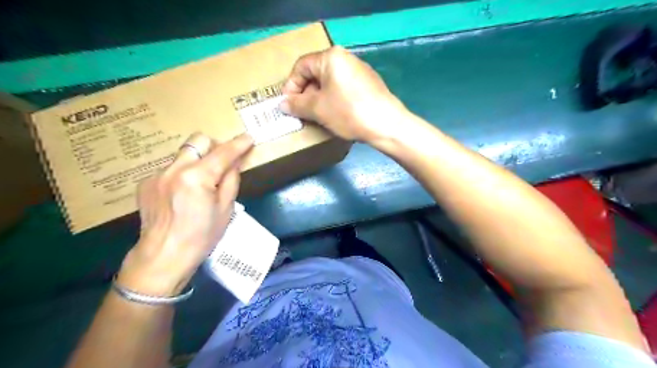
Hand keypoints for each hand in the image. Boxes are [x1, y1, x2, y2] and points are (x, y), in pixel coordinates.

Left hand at [115, 133, 252, 295]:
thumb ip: (231, 180)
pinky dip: (182, 174)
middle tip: (222, 162)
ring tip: (201, 183)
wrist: (163, 256)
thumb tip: (234, 162)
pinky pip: (170, 169)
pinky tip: (182, 194)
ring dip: (197, 161)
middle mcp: (174, 169)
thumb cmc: (201, 236)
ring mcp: (156, 175)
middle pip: (197, 141)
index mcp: (197, 177)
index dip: (238, 144)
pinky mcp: (145, 183)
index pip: (223, 153)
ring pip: (183, 154)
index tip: (248, 137)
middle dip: (213, 147)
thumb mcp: (226, 209)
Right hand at [279, 45, 408, 142]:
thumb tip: (282, 104)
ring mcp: (360, 71)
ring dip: (319, 99)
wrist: (387, 124)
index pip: (301, 66)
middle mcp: (346, 58)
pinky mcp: (368, 84)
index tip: (288, 104)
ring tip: (317, 116)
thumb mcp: (318, 109)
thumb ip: (297, 104)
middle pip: (316, 74)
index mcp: (331, 57)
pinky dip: (334, 100)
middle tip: (302, 112)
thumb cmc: (348, 112)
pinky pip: (343, 89)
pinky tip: (336, 115)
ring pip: (330, 83)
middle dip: (305, 94)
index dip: (291, 86)